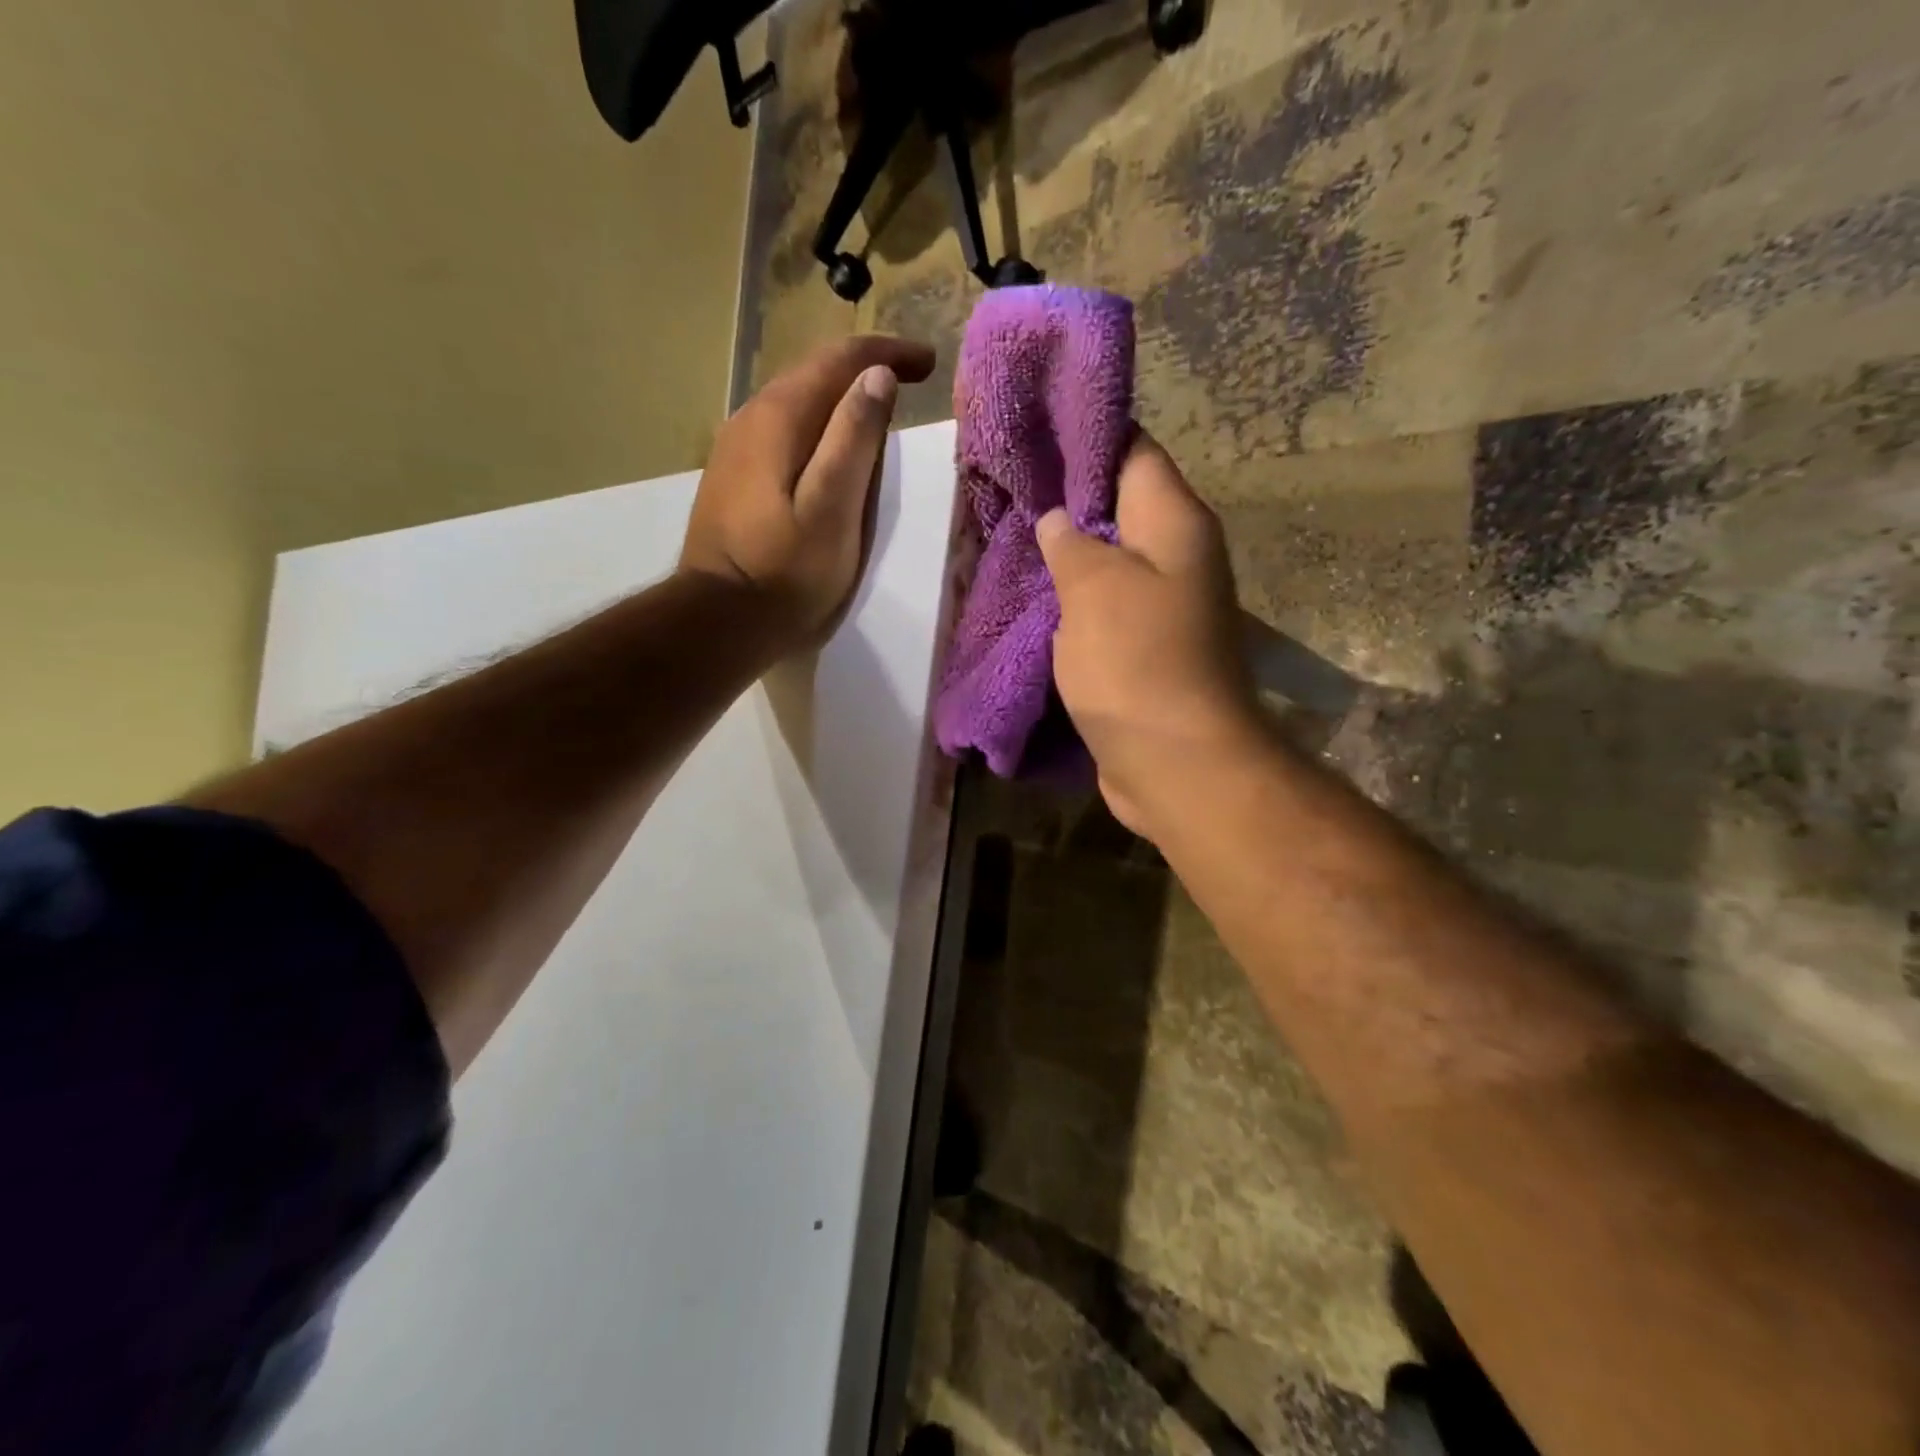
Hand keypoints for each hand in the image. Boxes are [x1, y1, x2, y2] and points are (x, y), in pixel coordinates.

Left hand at [679, 335, 935, 646]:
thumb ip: (854, 439)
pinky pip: (782, 431)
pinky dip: (816, 426)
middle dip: (865, 369)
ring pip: (796, 402)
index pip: (839, 360)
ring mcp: (735, 447)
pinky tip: (830, 448)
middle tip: (911, 379)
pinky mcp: (732, 476)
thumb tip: (877, 377)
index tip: (928, 363)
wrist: (720, 618)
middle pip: (814, 373)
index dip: (886, 354)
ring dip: (840, 398)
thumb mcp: (833, 507)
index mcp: (780, 417)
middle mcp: (750, 417)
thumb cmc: (786, 570)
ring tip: (878, 410)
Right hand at [1037, 431, 1256, 839]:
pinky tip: (1029, 596)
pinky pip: (1102, 609)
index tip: (1033, 427)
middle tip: (1006, 486)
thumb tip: (1058, 520)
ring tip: (1007, 535)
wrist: (1177, 763)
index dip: (1086, 434)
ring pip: (1107, 562)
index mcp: (1174, 524)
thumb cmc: (1138, 663)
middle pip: (1119, 507)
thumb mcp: (1095, 587)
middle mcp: (1176, 557)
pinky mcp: (1143, 651)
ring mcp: (1162, 607)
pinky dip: (1070, 601)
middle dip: (1066, 498)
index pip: (1134, 451)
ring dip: (1065, 554)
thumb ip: (1072, 543)